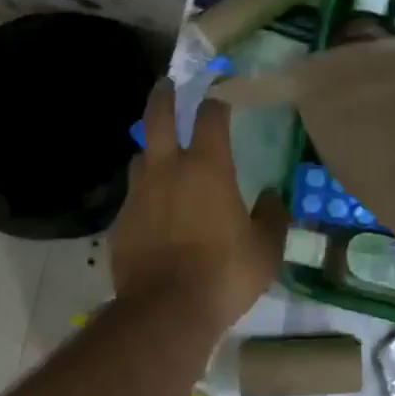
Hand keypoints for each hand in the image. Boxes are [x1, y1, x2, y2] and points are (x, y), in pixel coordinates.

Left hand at [110, 81, 288, 330]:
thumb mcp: (265, 249)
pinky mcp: (121, 220)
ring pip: (141, 156)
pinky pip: (133, 196)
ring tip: (160, 157)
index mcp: (207, 168)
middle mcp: (168, 169)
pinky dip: (145, 195)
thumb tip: (273, 196)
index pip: (210, 116)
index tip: (220, 99)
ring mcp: (139, 193)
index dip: (216, 103)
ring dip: (151, 150)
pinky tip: (153, 212)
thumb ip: (272, 217)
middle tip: (166, 84)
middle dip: (164, 96)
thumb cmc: (224, 275)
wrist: (165, 310)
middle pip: (159, 117)